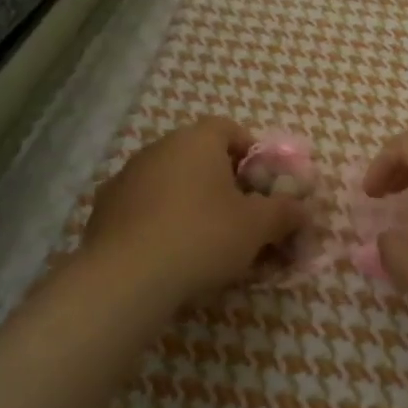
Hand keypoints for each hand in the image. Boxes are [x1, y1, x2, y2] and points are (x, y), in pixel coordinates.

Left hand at [83, 118, 305, 301]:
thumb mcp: (258, 226)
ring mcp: (126, 178)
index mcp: (196, 140)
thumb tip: (304, 210)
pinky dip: (163, 223)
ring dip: (192, 203)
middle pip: (200, 157)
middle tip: (243, 217)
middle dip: (224, 183)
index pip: (230, 129)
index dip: (252, 154)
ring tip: (209, 242)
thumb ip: (285, 213)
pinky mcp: (103, 211)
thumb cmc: (203, 236)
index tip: (264, 185)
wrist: (126, 278)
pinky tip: (173, 255)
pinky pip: (145, 209)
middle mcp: (159, 148)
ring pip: (171, 183)